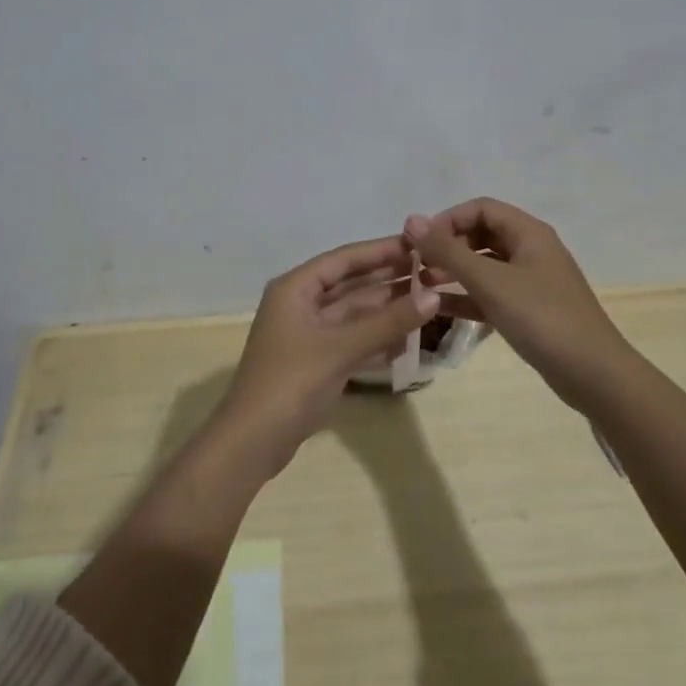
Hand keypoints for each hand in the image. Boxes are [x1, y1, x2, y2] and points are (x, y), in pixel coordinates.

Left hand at [215, 235, 440, 476]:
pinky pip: (352, 338)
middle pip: (350, 284)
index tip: (419, 243)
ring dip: (387, 309)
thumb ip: (388, 322)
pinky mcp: (316, 361)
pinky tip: (409, 337)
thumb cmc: (291, 383)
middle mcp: (300, 304)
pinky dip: (377, 336)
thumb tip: (434, 296)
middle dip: (389, 279)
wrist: (252, 442)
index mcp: (295, 288)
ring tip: (429, 299)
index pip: (344, 258)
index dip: (381, 250)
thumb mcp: (341, 348)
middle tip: (432, 270)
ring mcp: (308, 334)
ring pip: (354, 313)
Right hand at [405, 198, 633, 409]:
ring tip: (421, 285)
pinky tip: (438, 308)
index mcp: (528, 233)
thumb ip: (448, 251)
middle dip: (447, 246)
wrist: (593, 374)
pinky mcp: (528, 310)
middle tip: (417, 266)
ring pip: (484, 265)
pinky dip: (466, 297)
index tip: (419, 241)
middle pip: (481, 234)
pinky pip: (491, 293)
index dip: (447, 219)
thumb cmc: (542, 317)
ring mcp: (531, 281)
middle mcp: (530, 250)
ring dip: (453, 271)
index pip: (481, 208)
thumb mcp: (490, 281)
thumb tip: (411, 220)